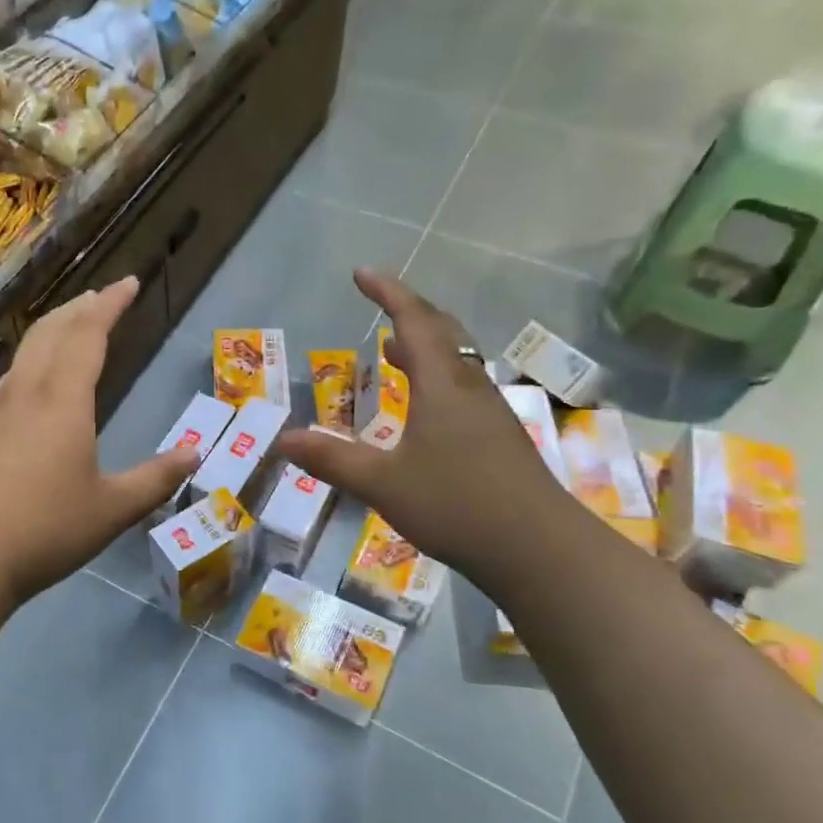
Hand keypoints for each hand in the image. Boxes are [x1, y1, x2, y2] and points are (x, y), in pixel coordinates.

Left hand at [0, 276, 198, 605]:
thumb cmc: (44, 530)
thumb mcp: (112, 510)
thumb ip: (155, 479)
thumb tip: (194, 454)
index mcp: (63, 401)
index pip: (88, 335)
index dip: (110, 305)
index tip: (128, 283)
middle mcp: (25, 394)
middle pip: (50, 332)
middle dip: (79, 308)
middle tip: (101, 297)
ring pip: (24, 353)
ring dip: (51, 331)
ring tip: (70, 329)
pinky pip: (10, 380)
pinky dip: (31, 362)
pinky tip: (33, 385)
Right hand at [275, 269, 574, 588]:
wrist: (539, 549)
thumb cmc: (457, 505)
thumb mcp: (383, 483)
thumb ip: (333, 459)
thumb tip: (283, 440)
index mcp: (442, 385)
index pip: (414, 321)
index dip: (388, 293)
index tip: (362, 273)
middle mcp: (469, 388)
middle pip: (442, 332)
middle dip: (409, 311)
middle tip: (380, 304)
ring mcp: (490, 413)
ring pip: (456, 361)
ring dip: (425, 345)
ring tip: (394, 349)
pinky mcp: (499, 438)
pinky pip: (462, 388)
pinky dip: (436, 378)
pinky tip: (424, 408)